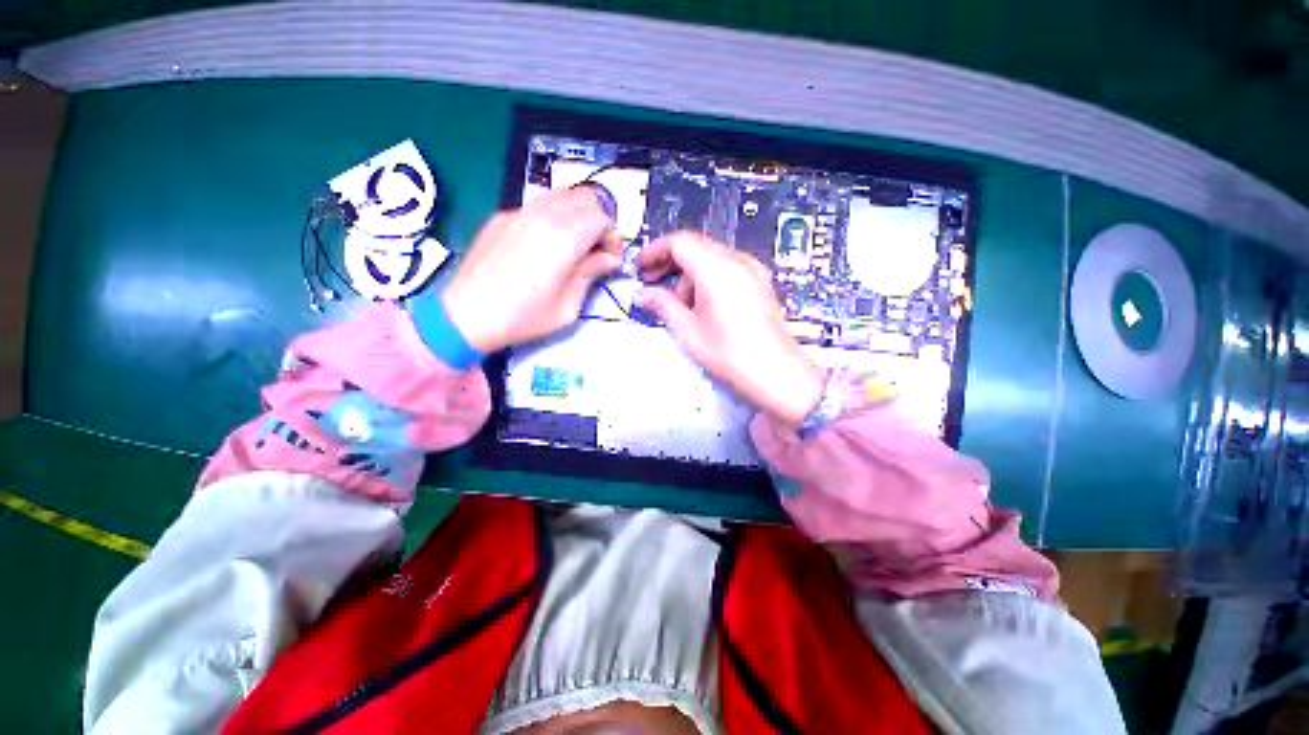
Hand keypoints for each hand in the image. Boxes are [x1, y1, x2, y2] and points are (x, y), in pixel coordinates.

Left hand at [442, 188, 621, 352]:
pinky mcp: (502, 216)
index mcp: (564, 239)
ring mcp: (519, 212)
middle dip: (598, 220)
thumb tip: (610, 259)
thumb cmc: (523, 318)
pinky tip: (544, 244)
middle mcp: (543, 215)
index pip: (602, 217)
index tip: (610, 259)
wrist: (466, 315)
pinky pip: (538, 204)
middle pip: (585, 197)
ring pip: (561, 195)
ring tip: (573, 244)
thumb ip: (591, 274)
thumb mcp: (568, 306)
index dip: (612, 237)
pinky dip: (553, 216)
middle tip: (595, 248)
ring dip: (576, 214)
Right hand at [637, 232, 824, 429]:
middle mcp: (737, 261)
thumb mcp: (688, 331)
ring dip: (689, 274)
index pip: (679, 241)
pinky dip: (707, 279)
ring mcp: (752, 271)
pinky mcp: (760, 283)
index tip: (641, 269)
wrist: (776, 373)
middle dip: (670, 263)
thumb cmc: (730, 354)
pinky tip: (702, 305)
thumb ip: (663, 305)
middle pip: (696, 246)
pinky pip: (727, 270)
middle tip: (653, 284)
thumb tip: (647, 294)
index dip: (655, 252)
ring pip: (711, 258)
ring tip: (679, 304)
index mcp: (716, 268)